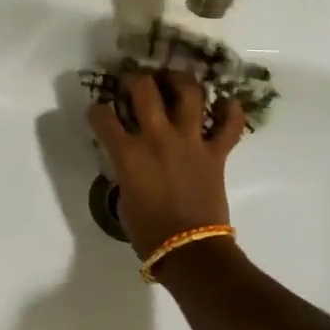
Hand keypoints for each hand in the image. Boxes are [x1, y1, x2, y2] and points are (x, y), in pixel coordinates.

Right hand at [88, 72, 245, 257]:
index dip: (97, 110)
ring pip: (189, 94)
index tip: (98, 111)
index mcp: (128, 154)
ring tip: (175, 80)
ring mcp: (191, 142)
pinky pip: (230, 125)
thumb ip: (126, 171)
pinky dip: (232, 111)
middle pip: (145, 91)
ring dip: (181, 81)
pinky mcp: (216, 153)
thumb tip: (132, 161)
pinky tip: (226, 103)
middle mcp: (158, 138)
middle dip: (135, 80)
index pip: (103, 118)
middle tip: (134, 81)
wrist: (189, 250)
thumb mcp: (124, 197)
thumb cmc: (148, 232)